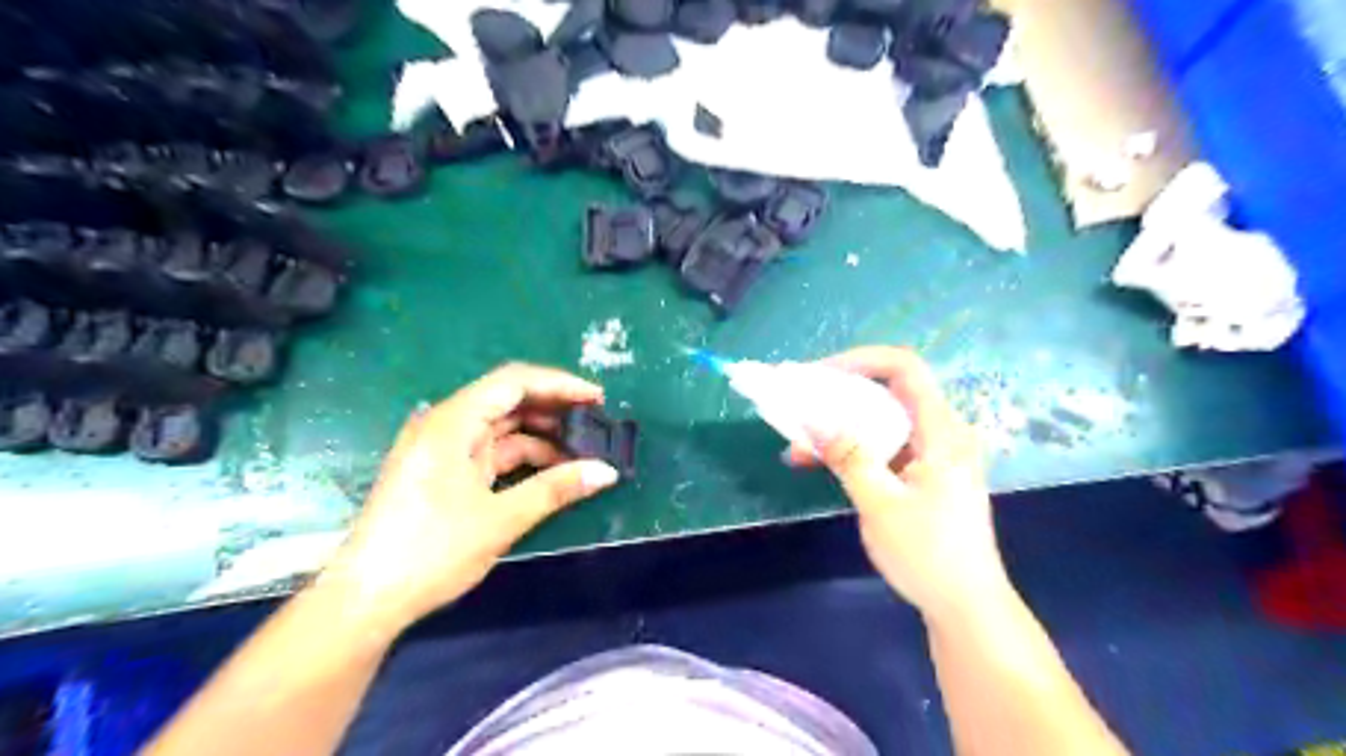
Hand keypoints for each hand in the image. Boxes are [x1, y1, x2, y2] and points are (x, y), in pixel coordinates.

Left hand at [326, 364, 620, 631]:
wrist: (366, 600)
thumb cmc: (431, 552)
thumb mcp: (500, 520)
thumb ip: (556, 489)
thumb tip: (607, 471)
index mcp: (452, 422)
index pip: (514, 382)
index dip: (560, 385)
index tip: (598, 399)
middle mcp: (445, 425)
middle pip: (508, 401)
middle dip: (554, 411)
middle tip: (597, 424)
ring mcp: (442, 448)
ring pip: (502, 428)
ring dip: (542, 436)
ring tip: (582, 450)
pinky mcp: (443, 471)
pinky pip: (491, 451)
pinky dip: (523, 457)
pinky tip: (551, 468)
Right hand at [791, 349, 1007, 619]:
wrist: (966, 607)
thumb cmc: (929, 554)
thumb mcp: (880, 503)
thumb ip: (848, 455)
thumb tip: (812, 419)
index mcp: (941, 431)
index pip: (904, 368)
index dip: (860, 360)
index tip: (818, 375)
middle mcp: (940, 433)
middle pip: (888, 392)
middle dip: (839, 395)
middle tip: (800, 403)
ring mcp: (932, 455)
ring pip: (881, 421)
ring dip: (839, 426)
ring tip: (796, 441)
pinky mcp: (923, 474)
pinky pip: (883, 447)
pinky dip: (851, 449)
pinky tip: (815, 462)